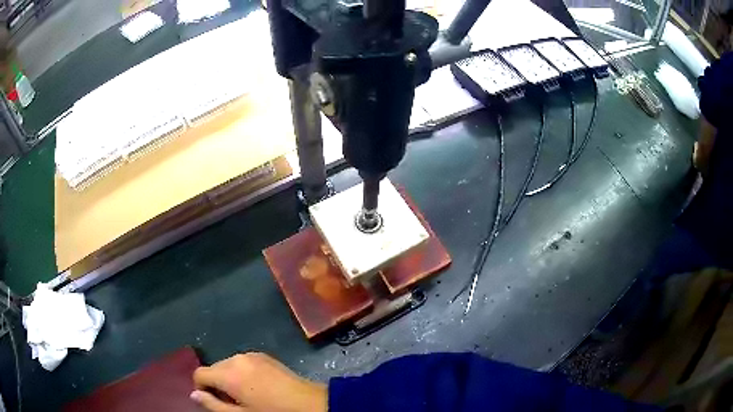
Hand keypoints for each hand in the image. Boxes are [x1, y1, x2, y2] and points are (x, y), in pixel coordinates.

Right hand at [191, 352, 326, 411]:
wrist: (311, 404)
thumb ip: (213, 405)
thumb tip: (194, 394)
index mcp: (228, 373)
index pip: (199, 374)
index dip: (202, 389)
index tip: (215, 402)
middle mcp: (236, 358)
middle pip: (214, 368)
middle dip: (217, 384)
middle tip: (233, 403)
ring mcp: (252, 355)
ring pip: (228, 365)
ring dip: (229, 379)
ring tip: (246, 397)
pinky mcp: (264, 356)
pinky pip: (242, 363)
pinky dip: (242, 373)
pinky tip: (257, 388)